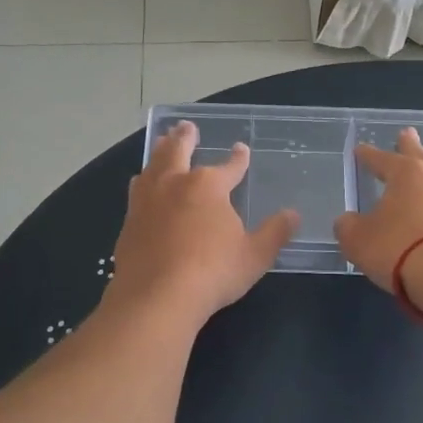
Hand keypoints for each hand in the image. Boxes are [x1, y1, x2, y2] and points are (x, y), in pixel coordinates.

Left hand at [104, 121, 298, 327]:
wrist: (157, 297)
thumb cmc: (213, 272)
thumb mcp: (255, 255)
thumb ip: (274, 232)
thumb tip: (293, 214)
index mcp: (208, 186)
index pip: (229, 166)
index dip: (238, 158)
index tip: (241, 149)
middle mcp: (174, 184)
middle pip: (178, 151)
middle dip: (185, 137)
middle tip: (186, 126)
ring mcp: (147, 201)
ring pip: (152, 166)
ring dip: (159, 152)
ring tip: (160, 144)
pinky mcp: (129, 222)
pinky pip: (136, 192)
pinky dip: (143, 182)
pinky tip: (141, 186)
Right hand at [333, 128, 422, 307]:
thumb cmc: (398, 248)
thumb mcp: (358, 240)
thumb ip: (348, 226)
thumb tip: (348, 221)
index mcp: (405, 174)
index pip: (381, 159)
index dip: (368, 155)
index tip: (360, 149)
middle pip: (420, 155)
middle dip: (410, 145)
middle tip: (407, 132)